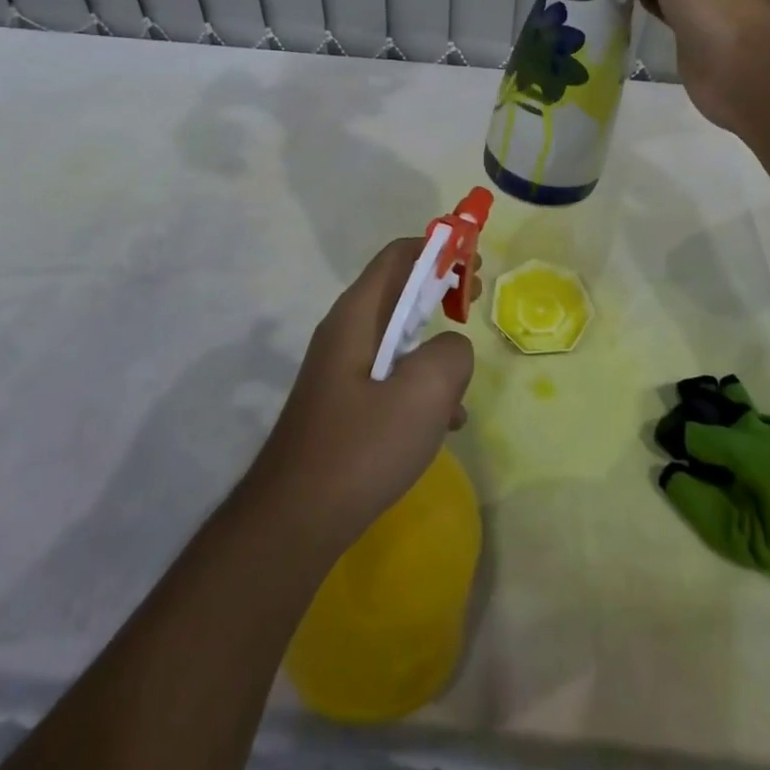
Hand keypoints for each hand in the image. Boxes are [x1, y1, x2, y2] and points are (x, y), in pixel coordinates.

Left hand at [248, 239, 478, 554]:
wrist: (295, 520)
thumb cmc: (361, 447)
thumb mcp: (425, 393)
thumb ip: (451, 353)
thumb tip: (451, 348)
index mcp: (357, 315)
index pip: (399, 256)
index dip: (439, 250)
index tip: (473, 265)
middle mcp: (345, 331)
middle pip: (399, 291)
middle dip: (440, 291)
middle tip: (473, 302)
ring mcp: (342, 368)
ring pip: (398, 337)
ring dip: (434, 345)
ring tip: (463, 380)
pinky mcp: (345, 402)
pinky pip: (390, 375)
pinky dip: (420, 384)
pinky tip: (442, 424)